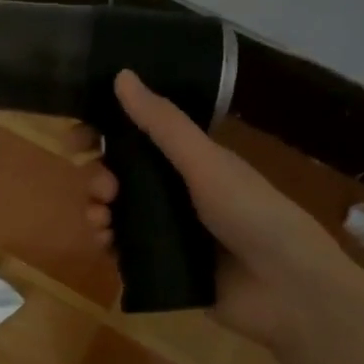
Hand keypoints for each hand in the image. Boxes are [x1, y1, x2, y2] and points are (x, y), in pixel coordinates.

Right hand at [84, 71, 363, 352]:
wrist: (287, 288)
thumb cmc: (251, 213)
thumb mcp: (205, 162)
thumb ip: (162, 124)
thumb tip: (121, 75)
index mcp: (191, 161)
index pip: (138, 137)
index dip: (105, 134)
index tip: (76, 138)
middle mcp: (178, 192)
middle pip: (122, 177)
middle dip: (99, 178)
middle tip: (102, 189)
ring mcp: (171, 231)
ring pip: (119, 213)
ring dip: (98, 210)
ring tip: (100, 219)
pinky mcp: (165, 266)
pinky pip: (124, 250)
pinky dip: (109, 244)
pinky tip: (106, 245)